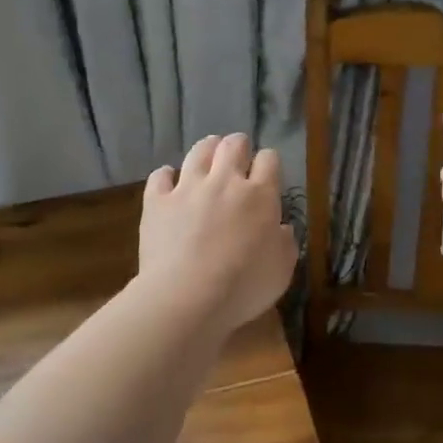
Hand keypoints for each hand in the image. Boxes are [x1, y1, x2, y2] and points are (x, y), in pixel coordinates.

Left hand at [138, 133, 297, 332]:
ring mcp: (187, 188)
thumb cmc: (243, 287)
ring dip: (206, 150)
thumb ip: (285, 243)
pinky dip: (166, 176)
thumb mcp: (282, 270)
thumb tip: (282, 228)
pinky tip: (169, 182)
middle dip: (238, 147)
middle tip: (237, 159)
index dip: (269, 162)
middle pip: (233, 145)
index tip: (267, 174)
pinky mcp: (157, 201)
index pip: (269, 160)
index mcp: (260, 195)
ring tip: (207, 158)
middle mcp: (224, 181)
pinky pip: (160, 176)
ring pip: (198, 151)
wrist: (187, 297)